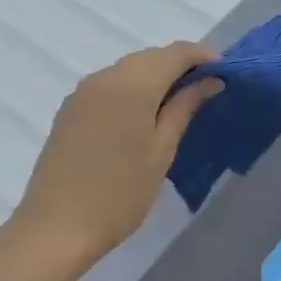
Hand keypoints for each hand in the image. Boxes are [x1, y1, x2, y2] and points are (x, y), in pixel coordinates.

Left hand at [12, 41, 222, 262]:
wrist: (56, 228)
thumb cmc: (120, 193)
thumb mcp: (161, 151)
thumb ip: (185, 108)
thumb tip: (210, 80)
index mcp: (132, 84)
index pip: (175, 53)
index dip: (201, 56)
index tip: (224, 71)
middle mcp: (105, 77)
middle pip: (150, 56)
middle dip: (179, 64)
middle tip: (205, 88)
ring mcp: (83, 91)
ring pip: (128, 68)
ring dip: (155, 75)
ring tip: (178, 101)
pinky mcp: (70, 108)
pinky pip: (110, 83)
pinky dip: (132, 87)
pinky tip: (143, 113)